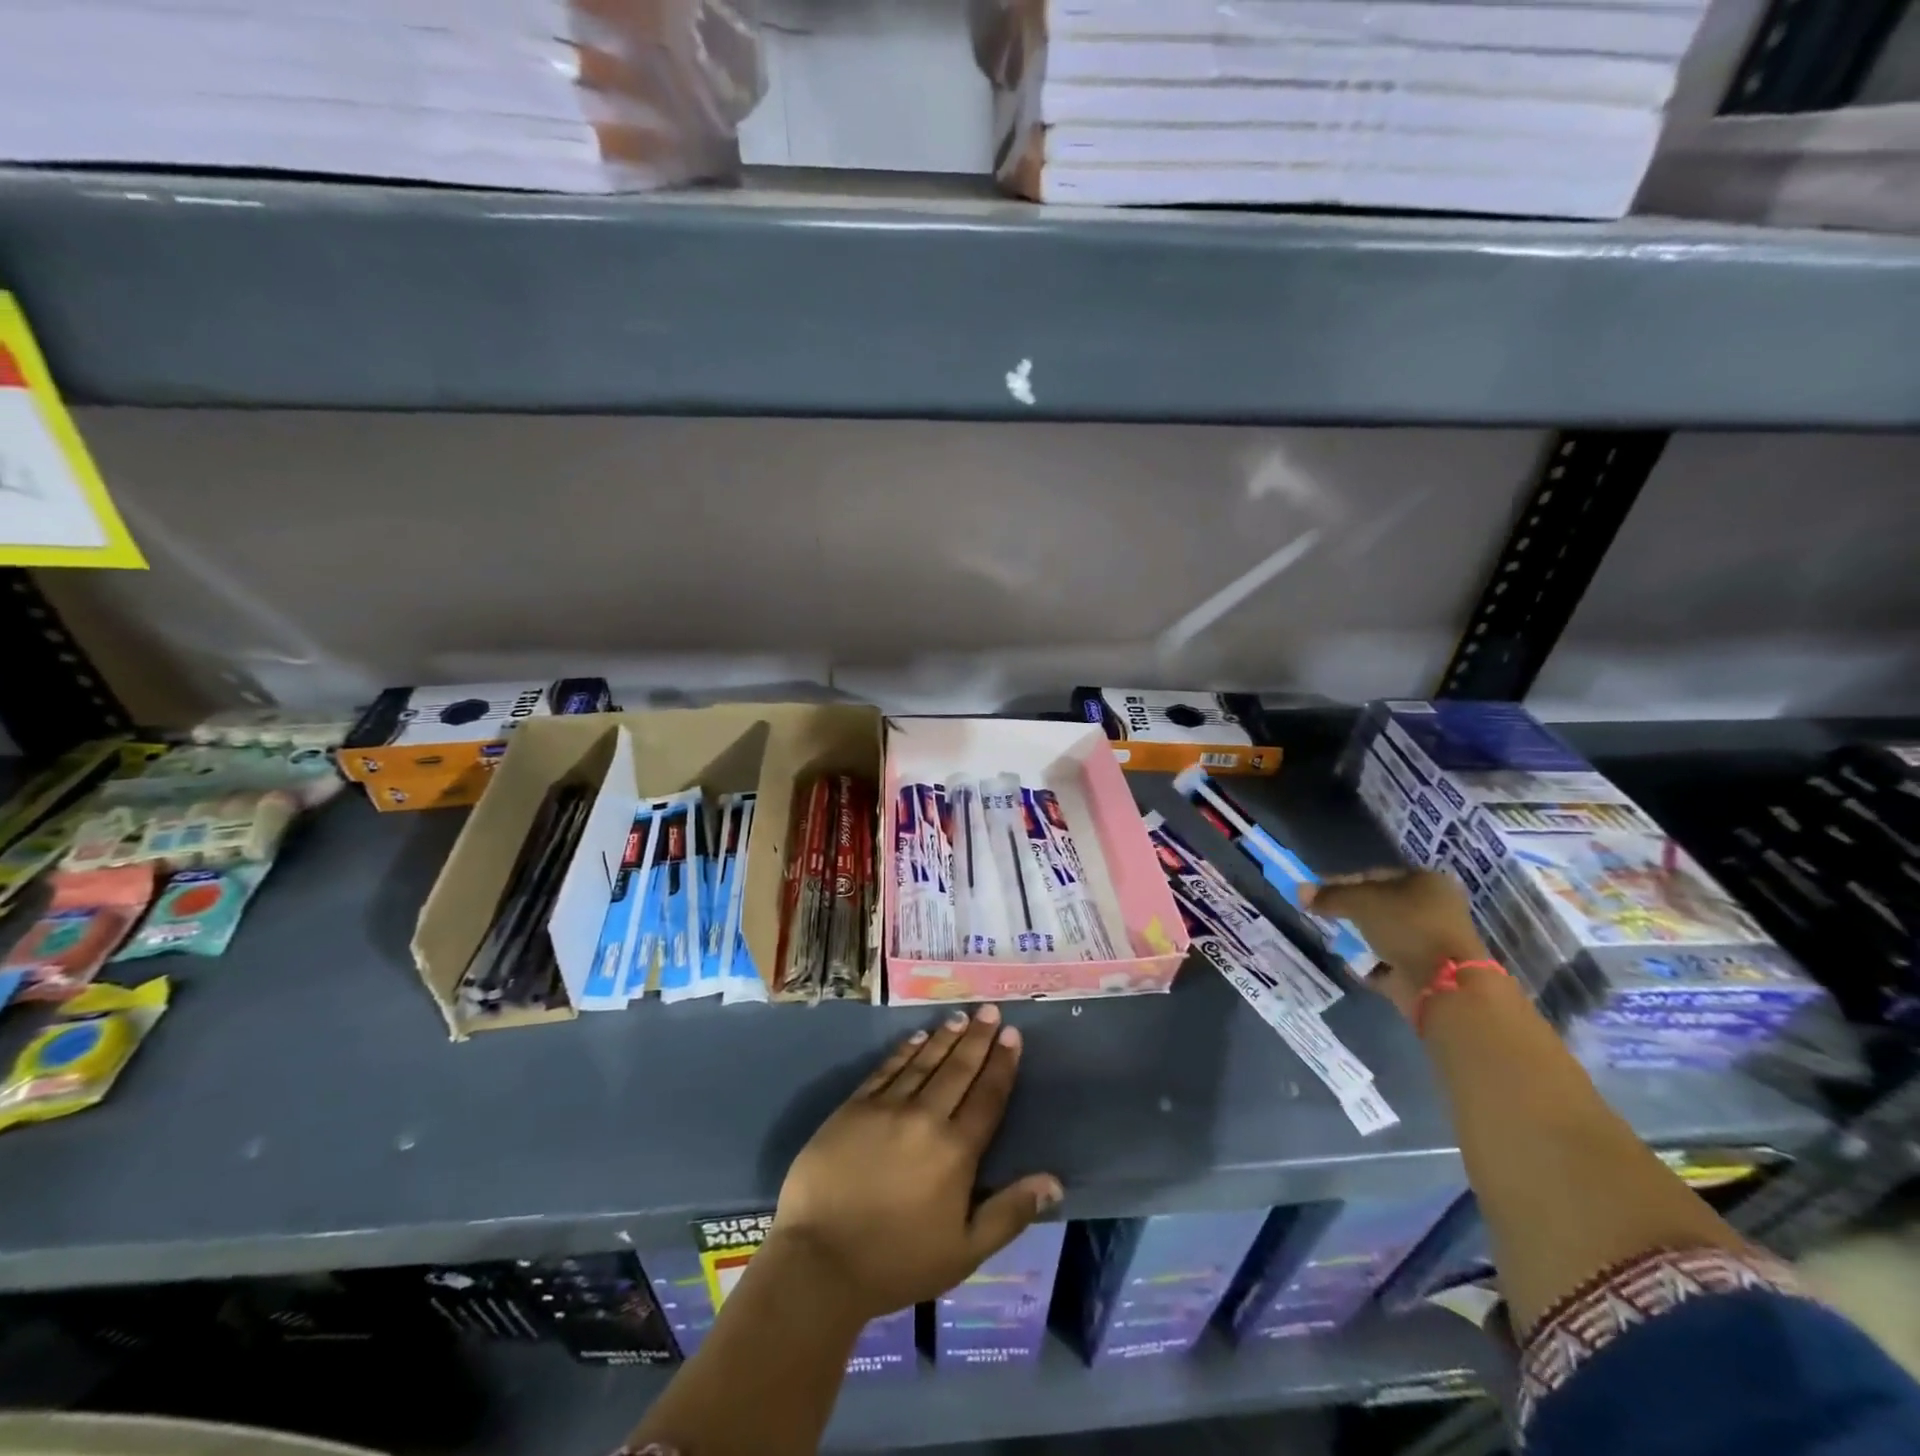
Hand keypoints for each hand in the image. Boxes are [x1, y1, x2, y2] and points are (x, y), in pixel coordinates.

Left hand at [771, 1004, 1062, 1322]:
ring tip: (961, 1017)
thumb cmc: (898, 1263)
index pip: (988, 1097)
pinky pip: (886, 1069)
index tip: (1012, 1035)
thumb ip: (1010, 1212)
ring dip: (944, 1037)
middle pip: (958, 1070)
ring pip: (923, 1062)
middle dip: (978, 1038)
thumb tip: (1054, 1182)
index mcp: (956, 1151)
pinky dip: (905, 1051)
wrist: (820, 1261)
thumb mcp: (965, 1251)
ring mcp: (886, 1108)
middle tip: (990, 1010)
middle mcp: (925, 1118)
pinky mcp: (853, 1107)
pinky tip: (917, 1037)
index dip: (1002, 1064)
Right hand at [1303, 869, 1490, 1021]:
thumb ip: (1329, 895)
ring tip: (1334, 940)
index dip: (1341, 881)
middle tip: (1322, 916)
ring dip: (1358, 937)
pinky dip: (1369, 962)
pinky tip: (1350, 962)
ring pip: (1382, 933)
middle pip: (1379, 905)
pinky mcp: (1425, 970)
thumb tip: (1299, 890)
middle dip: (1349, 912)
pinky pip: (1386, 960)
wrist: (1444, 984)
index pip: (1374, 875)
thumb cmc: (1407, 926)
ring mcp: (1431, 941)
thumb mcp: (1360, 901)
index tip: (1315, 892)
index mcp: (1426, 882)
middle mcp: (1433, 908)